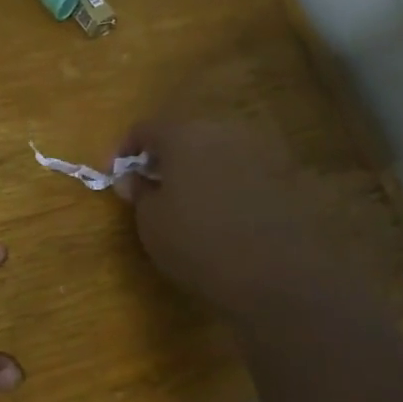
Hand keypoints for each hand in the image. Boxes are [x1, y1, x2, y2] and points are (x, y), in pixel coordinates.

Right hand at [114, 120, 343, 318]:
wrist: (278, 272)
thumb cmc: (198, 243)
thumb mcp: (151, 223)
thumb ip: (139, 193)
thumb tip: (134, 178)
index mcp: (184, 135)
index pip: (145, 128)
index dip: (124, 150)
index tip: (115, 175)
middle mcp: (224, 131)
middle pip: (186, 134)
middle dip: (165, 157)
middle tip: (152, 186)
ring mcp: (260, 151)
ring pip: (218, 151)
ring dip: (199, 168)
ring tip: (189, 202)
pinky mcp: (287, 176)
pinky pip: (245, 171)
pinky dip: (229, 184)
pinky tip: (226, 213)